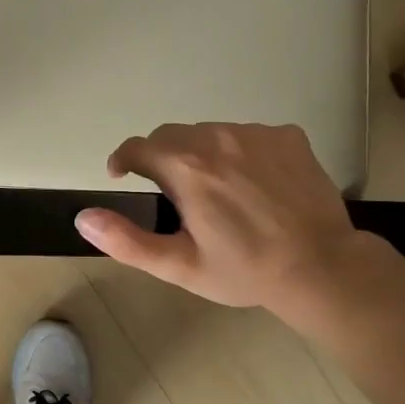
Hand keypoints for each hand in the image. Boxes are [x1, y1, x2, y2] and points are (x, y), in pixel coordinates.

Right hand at [74, 122, 386, 319]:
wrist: (321, 267)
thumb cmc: (243, 270)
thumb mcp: (178, 266)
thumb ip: (125, 240)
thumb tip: (83, 218)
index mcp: (186, 168)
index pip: (138, 146)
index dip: (123, 160)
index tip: (121, 176)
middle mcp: (218, 138)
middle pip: (172, 135)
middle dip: (161, 157)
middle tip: (171, 192)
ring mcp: (256, 133)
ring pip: (209, 133)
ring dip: (200, 153)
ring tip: (215, 190)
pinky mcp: (287, 136)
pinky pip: (247, 135)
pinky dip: (238, 152)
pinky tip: (252, 184)